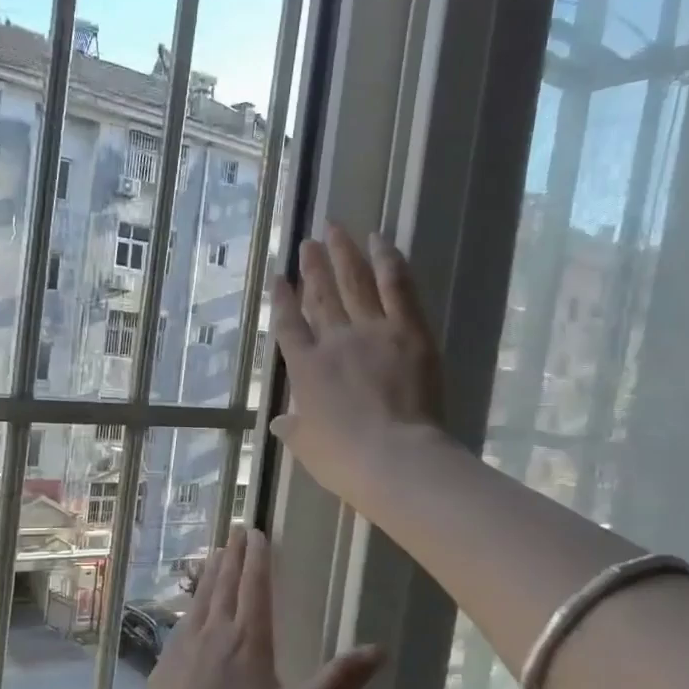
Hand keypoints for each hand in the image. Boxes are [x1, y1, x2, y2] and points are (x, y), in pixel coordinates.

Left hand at [132, 525, 382, 688]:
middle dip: (235, 555)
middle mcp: (215, 630)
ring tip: (217, 552)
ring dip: (213, 571)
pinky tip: (192, 604)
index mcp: (248, 638)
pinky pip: (184, 616)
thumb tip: (379, 650)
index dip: (258, 558)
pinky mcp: (166, 659)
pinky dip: (193, 598)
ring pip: (202, 596)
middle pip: (226, 583)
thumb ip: (335, 683)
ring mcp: (186, 643)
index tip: (258, 532)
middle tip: (239, 529)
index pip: (254, 586)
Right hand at [269, 223, 443, 512]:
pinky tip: (381, 241)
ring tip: (336, 229)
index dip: (282, 301)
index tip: (278, 278)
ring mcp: (372, 331)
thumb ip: (293, 429)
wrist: (395, 457)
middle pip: (321, 297)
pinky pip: (397, 287)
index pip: (289, 326)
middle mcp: (334, 341)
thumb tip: (279, 422)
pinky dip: (388, 261)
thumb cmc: (345, 460)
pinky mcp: (409, 330)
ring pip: (355, 283)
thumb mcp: (308, 447)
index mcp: (306, 369)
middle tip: (308, 242)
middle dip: (313, 268)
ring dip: (344, 254)